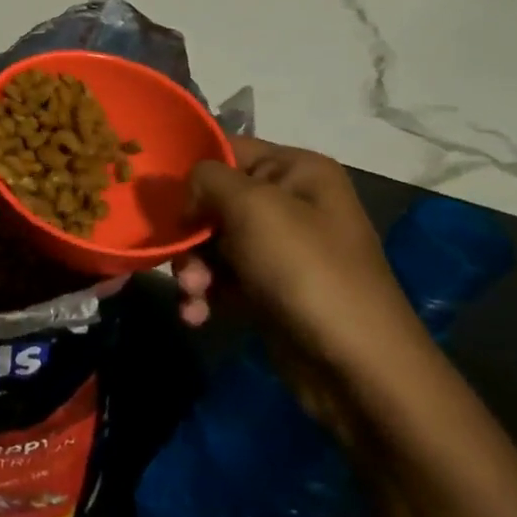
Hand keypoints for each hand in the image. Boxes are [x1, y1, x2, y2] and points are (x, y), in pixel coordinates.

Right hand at [172, 136, 435, 439]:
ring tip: (192, 294)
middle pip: (213, 200)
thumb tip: (187, 192)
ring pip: (212, 242)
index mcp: (297, 171)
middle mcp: (291, 203)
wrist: (358, 367)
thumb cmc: (305, 270)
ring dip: (192, 268)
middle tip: (178, 258)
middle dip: (189, 232)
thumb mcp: (252, 207)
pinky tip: (197, 315)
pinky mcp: (271, 289)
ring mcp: (281, 249)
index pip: (227, 149)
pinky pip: (222, 278)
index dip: (190, 169)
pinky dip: (205, 294)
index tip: (158, 194)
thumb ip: (207, 179)